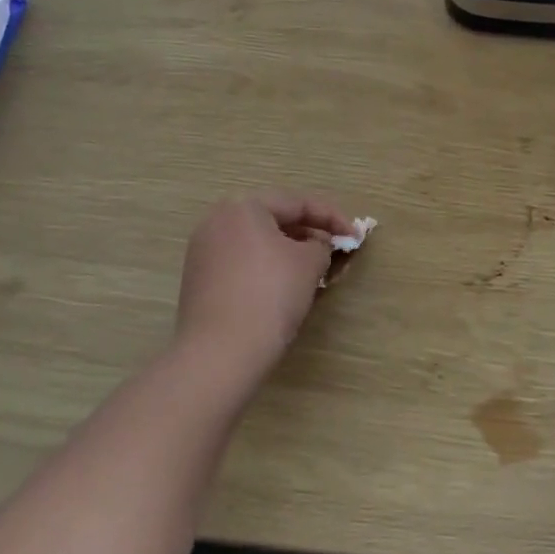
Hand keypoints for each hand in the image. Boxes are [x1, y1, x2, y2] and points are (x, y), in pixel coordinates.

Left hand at [173, 192, 353, 380]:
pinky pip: (240, 261)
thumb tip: (316, 245)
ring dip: (287, 250)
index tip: (355, 235)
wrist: (220, 351)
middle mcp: (217, 220)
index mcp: (243, 207)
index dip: (332, 217)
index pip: (297, 202)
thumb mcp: (310, 264)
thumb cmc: (270, 295)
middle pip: (273, 219)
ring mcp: (203, 250)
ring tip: (313, 269)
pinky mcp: (199, 278)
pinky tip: (283, 287)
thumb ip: (321, 244)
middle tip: (335, 249)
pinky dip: (265, 266)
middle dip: (308, 232)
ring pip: (256, 241)